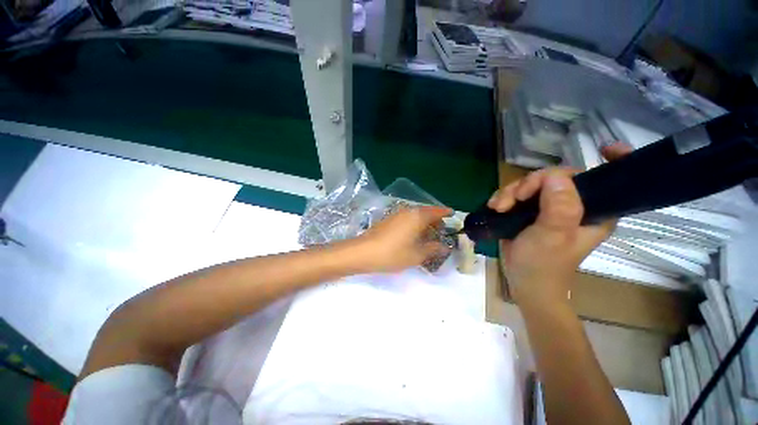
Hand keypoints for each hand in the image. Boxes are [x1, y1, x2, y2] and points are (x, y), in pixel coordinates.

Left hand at [355, 206, 452, 272]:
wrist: (363, 252)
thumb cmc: (393, 253)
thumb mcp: (417, 254)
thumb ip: (433, 249)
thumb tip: (444, 246)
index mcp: (417, 216)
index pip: (436, 211)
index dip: (445, 213)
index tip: (453, 215)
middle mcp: (407, 211)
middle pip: (426, 212)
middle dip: (435, 220)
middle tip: (441, 232)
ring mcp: (396, 214)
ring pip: (415, 215)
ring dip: (424, 223)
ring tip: (428, 236)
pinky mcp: (388, 220)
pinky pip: (406, 219)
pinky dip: (414, 225)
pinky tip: (413, 236)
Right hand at [488, 143, 630, 306]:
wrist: (524, 282)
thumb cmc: (543, 264)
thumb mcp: (553, 236)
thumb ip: (559, 207)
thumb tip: (555, 177)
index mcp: (594, 211)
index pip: (610, 179)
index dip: (613, 161)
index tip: (606, 147)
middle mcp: (574, 205)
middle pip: (555, 177)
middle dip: (529, 184)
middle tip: (513, 199)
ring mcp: (549, 207)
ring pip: (531, 184)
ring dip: (510, 192)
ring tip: (499, 207)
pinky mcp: (529, 211)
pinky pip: (516, 194)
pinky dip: (504, 197)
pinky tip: (495, 207)